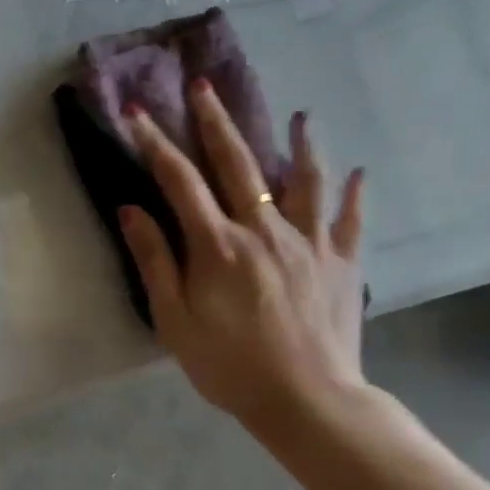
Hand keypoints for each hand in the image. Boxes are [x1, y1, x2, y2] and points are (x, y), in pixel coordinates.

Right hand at [120, 80, 366, 425]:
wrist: (308, 403)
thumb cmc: (230, 364)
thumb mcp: (174, 319)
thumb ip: (155, 260)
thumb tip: (131, 209)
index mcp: (217, 244)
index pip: (178, 179)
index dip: (154, 142)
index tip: (136, 113)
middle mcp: (263, 230)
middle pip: (237, 163)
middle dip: (215, 120)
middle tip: (203, 86)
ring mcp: (309, 242)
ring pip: (304, 179)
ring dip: (300, 142)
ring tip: (301, 114)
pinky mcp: (343, 263)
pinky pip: (351, 220)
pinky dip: (354, 194)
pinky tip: (358, 173)